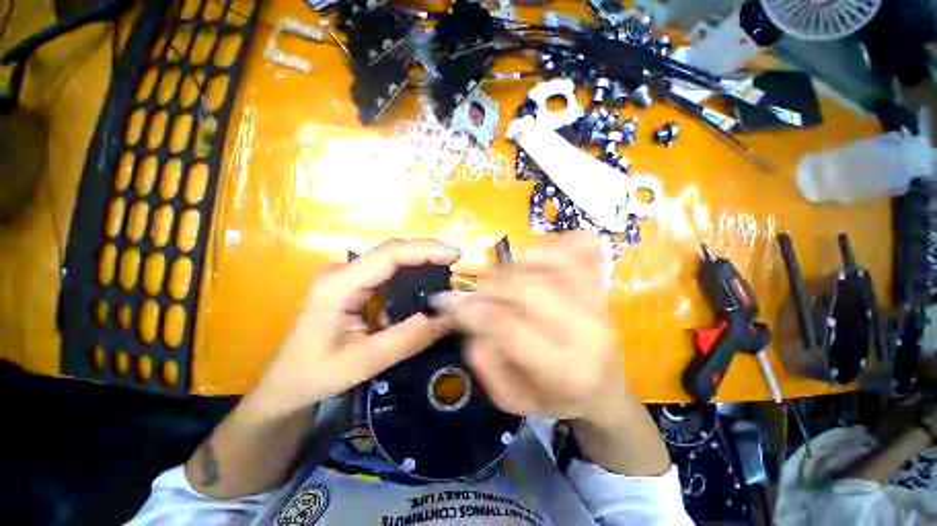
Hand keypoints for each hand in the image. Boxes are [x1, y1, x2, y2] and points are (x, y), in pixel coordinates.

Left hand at [254, 239, 460, 414]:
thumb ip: (407, 339)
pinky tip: (424, 285)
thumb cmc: (317, 374)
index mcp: (338, 285)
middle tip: (456, 263)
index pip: (389, 255)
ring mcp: (345, 275)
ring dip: (420, 262)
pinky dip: (409, 275)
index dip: (425, 250)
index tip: (455, 254)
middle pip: (392, 251)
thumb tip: (446, 317)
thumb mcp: (365, 362)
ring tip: (447, 272)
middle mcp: (342, 272)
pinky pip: (387, 272)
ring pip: (391, 259)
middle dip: (427, 253)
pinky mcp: (351, 283)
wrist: (286, 383)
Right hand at [440, 232, 624, 423]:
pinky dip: (558, 243)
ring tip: (506, 278)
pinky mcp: (603, 287)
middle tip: (478, 292)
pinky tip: (539, 256)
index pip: (508, 327)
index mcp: (563, 370)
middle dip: (491, 285)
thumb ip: (485, 363)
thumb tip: (468, 314)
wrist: (603, 390)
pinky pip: (585, 247)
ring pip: (551, 261)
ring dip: (518, 264)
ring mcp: (599, 304)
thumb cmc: (555, 398)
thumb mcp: (512, 398)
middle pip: (527, 287)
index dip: (471, 310)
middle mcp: (586, 331)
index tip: (446, 300)